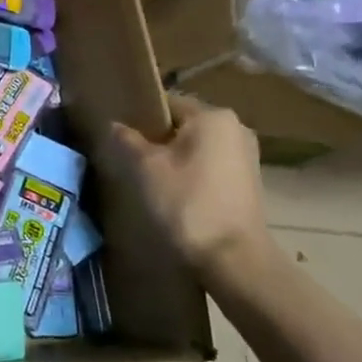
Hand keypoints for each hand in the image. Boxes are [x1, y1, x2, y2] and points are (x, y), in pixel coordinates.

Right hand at [112, 96, 266, 272]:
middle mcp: (235, 129)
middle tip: (126, 158)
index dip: (137, 117)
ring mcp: (245, 157)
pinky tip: (171, 194)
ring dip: (171, 158)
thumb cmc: (186, 203)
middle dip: (154, 139)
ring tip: (146, 178)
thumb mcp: (145, 167)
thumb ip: (126, 139)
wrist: (233, 259)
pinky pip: (208, 166)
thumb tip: (115, 125)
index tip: (117, 135)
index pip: (165, 103)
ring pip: (194, 147)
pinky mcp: (247, 183)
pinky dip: (188, 174)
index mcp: (213, 116)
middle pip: (181, 125)